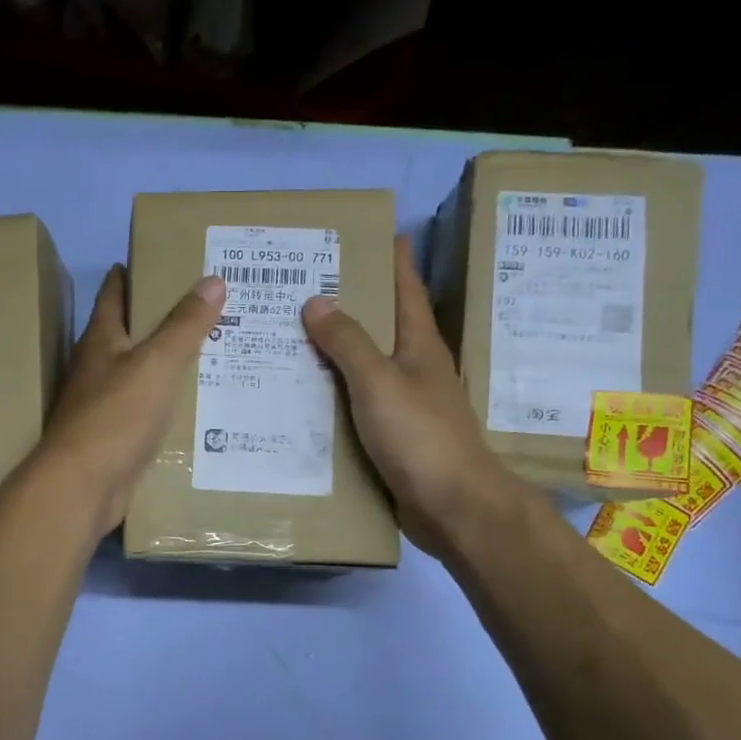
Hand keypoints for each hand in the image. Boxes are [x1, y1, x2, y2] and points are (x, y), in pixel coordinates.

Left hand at [28, 265, 226, 538]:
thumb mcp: (156, 364)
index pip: (112, 295)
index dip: (128, 274)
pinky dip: (164, 401)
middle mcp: (96, 368)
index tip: (150, 258)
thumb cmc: (116, 416)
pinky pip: (144, 409)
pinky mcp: (113, 437)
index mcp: (100, 341)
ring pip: (137, 373)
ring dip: (162, 362)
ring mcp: (102, 405)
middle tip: (199, 306)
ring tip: (205, 352)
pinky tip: (190, 404)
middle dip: (155, 318)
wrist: (83, 486)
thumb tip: (212, 279)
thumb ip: (184, 325)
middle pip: (126, 333)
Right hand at [303, 236, 523, 557]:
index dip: (395, 260)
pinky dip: (331, 396)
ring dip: (334, 353)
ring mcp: (403, 405)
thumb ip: (347, 342)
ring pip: (363, 368)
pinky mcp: (391, 438)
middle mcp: (414, 370)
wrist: (451, 507)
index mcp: (419, 346)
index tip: (377, 233)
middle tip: (304, 286)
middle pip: (381, 327)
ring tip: (290, 337)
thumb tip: (316, 301)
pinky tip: (301, 397)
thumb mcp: (379, 381)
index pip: (407, 290)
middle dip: (350, 305)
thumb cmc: (420, 435)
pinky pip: (354, 406)